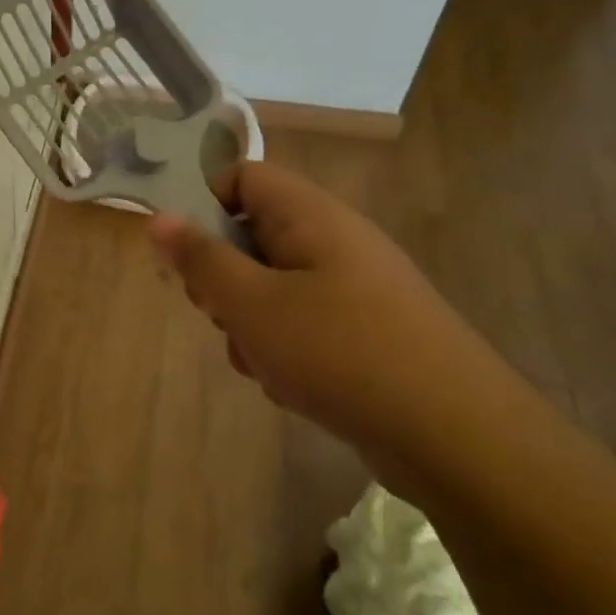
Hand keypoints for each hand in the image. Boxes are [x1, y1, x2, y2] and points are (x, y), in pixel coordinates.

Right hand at [150, 161, 517, 461]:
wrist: (456, 437)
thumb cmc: (340, 352)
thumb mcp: (251, 304)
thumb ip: (200, 259)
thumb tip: (159, 217)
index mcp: (310, 216)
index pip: (242, 177)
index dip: (205, 205)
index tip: (186, 256)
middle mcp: (334, 241)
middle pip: (251, 236)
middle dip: (223, 279)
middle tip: (220, 315)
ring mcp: (354, 289)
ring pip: (271, 287)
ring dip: (249, 323)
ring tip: (261, 361)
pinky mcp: (365, 332)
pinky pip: (302, 324)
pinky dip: (283, 349)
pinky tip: (291, 385)